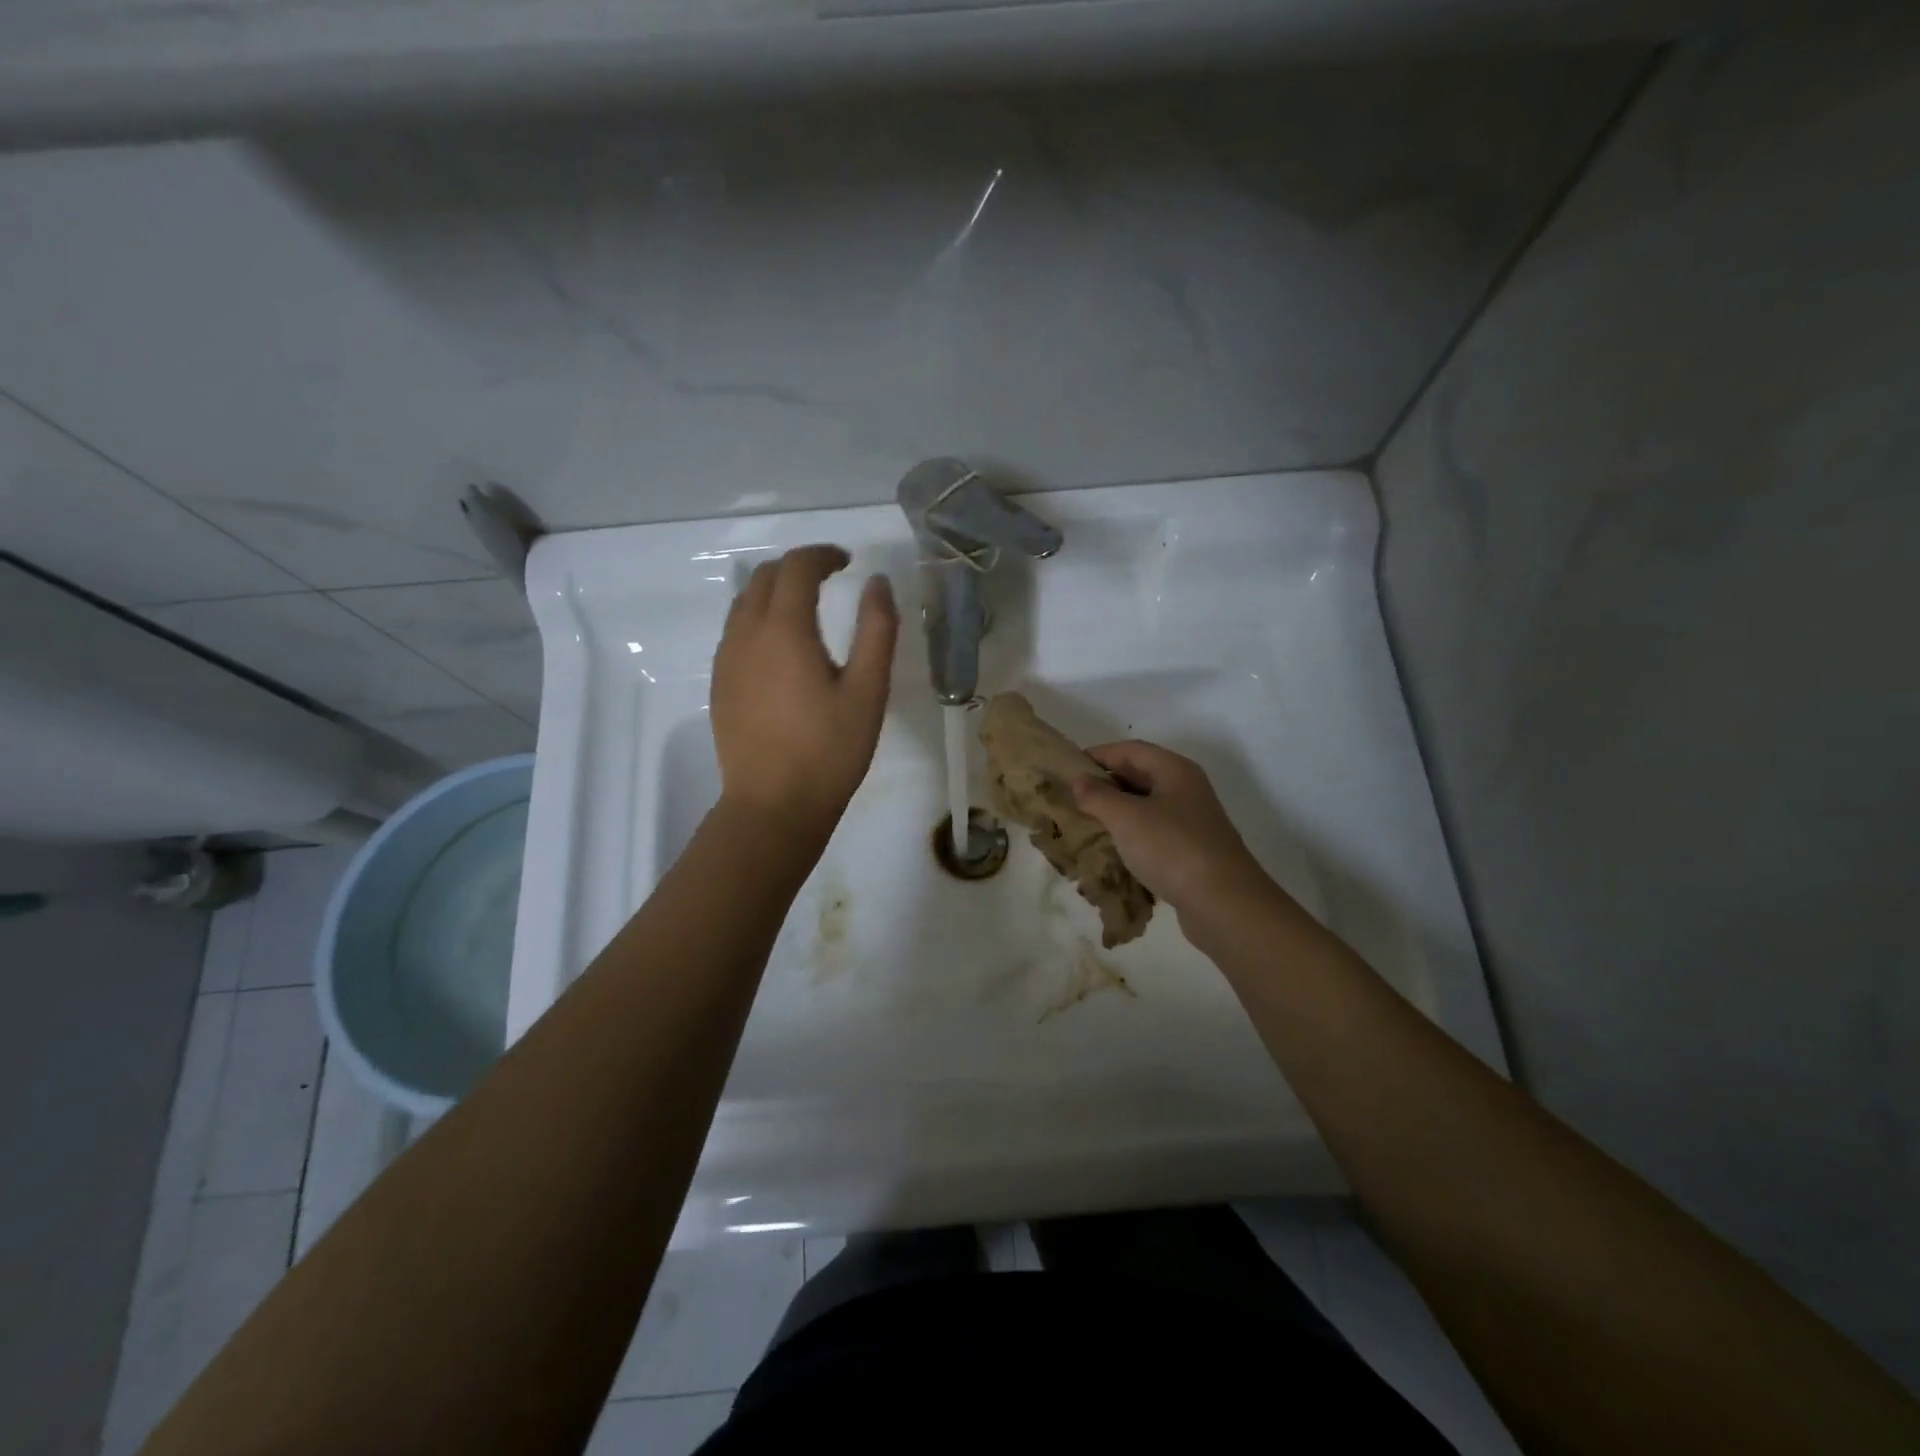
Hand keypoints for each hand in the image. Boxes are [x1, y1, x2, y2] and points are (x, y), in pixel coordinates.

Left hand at [710, 545, 897, 836]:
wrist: (773, 806)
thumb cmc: (829, 750)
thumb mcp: (868, 691)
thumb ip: (877, 630)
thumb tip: (878, 582)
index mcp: (784, 630)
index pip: (796, 567)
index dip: (823, 555)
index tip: (848, 563)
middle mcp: (746, 634)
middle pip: (765, 577)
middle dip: (798, 568)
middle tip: (831, 581)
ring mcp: (726, 660)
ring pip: (744, 603)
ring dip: (775, 593)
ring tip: (807, 610)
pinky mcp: (720, 685)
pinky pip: (735, 632)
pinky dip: (759, 620)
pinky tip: (782, 650)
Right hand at [1071, 741, 1268, 917]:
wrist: (1224, 904)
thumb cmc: (1173, 849)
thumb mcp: (1127, 818)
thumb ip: (1098, 796)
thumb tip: (1079, 781)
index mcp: (1175, 770)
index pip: (1130, 749)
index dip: (1097, 755)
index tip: (1066, 769)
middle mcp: (1186, 789)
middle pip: (1139, 776)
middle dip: (1104, 785)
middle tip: (1071, 798)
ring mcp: (1191, 822)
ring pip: (1145, 807)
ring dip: (1116, 813)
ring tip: (1084, 824)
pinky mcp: (1190, 851)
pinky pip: (1153, 834)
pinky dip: (1130, 837)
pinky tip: (1111, 851)